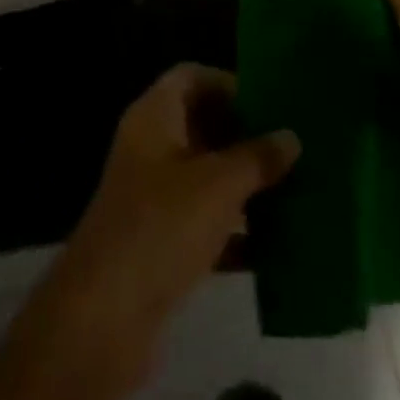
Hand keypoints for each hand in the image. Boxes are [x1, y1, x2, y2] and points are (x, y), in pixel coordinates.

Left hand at [49, 65, 299, 357]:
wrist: (102, 321)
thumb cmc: (160, 228)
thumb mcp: (218, 186)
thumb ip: (257, 157)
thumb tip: (292, 137)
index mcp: (154, 118)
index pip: (191, 77)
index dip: (229, 84)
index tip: (271, 101)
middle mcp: (151, 149)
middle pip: (202, 126)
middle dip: (246, 136)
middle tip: (293, 147)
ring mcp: (153, 198)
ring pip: (207, 177)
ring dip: (246, 184)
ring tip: (296, 190)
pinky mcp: (160, 244)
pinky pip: (205, 224)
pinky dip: (235, 231)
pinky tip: (276, 245)